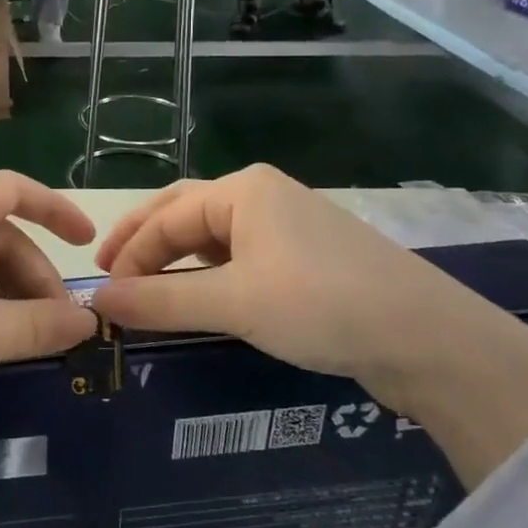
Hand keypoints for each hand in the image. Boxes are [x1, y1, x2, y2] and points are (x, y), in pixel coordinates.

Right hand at [91, 168, 527, 486]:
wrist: (430, 338)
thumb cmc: (321, 304)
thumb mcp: (233, 302)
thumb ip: (161, 299)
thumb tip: (97, 300)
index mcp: (241, 189)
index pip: (164, 217)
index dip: (128, 254)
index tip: (103, 293)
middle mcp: (261, 196)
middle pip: (183, 215)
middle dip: (144, 244)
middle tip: (110, 277)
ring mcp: (287, 225)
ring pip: (212, 238)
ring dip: (176, 262)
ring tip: (147, 290)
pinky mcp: (306, 258)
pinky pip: (239, 258)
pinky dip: (208, 276)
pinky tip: (201, 298)